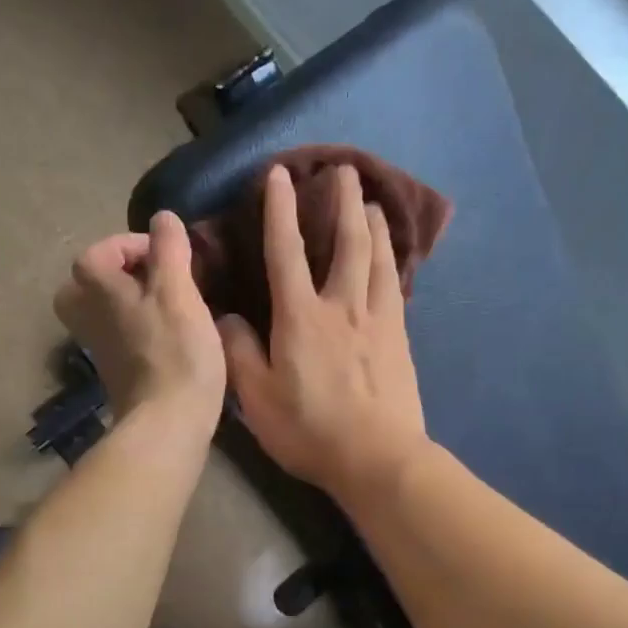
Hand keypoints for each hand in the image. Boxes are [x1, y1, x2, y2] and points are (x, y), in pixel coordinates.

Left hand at [55, 210, 225, 435]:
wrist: (168, 421)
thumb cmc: (175, 351)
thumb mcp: (178, 290)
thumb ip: (169, 248)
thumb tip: (162, 218)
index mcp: (92, 286)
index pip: (106, 247)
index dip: (143, 246)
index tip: (176, 261)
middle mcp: (83, 312)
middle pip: (95, 278)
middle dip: (127, 274)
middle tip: (162, 281)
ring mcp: (95, 344)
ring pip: (105, 307)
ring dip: (134, 300)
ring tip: (170, 307)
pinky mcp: (113, 369)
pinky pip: (119, 333)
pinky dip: (138, 327)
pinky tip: (170, 336)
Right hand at [219, 165, 428, 507]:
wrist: (377, 458)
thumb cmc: (310, 430)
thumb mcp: (256, 398)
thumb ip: (239, 352)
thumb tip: (227, 316)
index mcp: (300, 317)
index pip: (286, 251)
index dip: (280, 210)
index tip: (279, 175)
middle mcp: (342, 306)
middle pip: (346, 242)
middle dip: (343, 202)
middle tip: (345, 169)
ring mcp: (378, 320)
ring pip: (378, 259)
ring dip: (374, 225)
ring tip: (373, 202)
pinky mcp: (400, 339)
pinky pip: (396, 287)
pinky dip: (393, 262)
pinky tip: (393, 258)